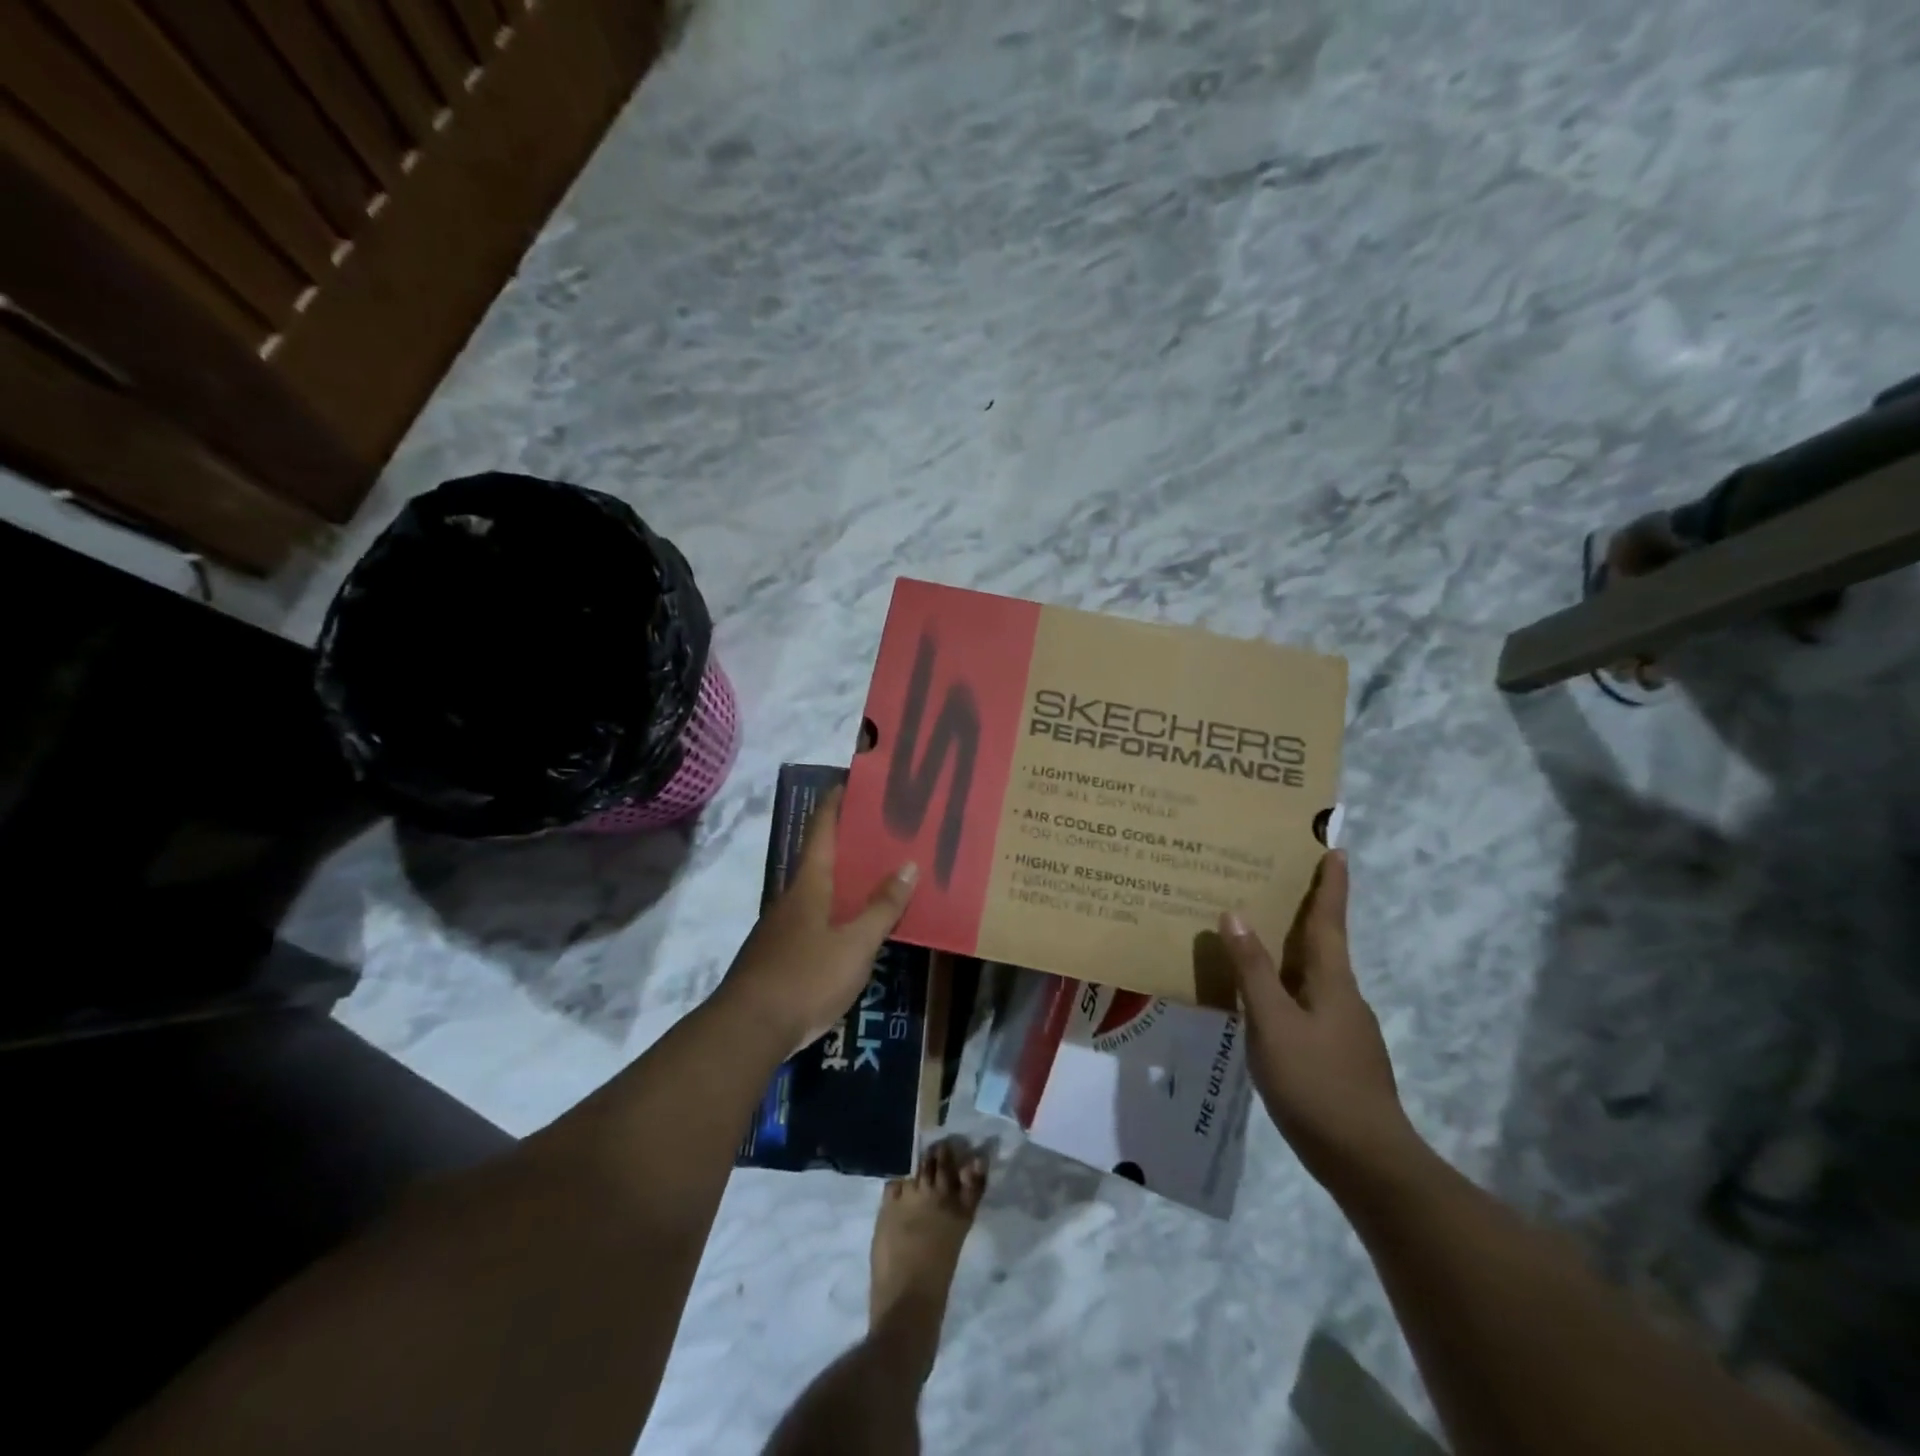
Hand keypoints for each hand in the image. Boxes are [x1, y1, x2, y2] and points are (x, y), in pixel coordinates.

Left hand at [720, 787, 917, 1052]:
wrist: (748, 1030)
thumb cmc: (806, 977)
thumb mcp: (855, 944)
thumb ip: (882, 907)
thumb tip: (908, 864)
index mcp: (809, 884)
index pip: (821, 830)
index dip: (835, 803)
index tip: (851, 781)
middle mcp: (792, 897)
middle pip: (821, 858)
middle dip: (849, 842)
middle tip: (884, 831)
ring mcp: (782, 927)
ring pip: (819, 891)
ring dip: (845, 880)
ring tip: (878, 876)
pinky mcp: (780, 954)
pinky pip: (815, 919)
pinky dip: (837, 911)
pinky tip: (855, 926)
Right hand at [1220, 851, 1420, 1190]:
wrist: (1367, 1163)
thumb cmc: (1317, 1083)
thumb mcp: (1272, 1023)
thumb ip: (1252, 970)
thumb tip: (1234, 913)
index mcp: (1332, 982)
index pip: (1329, 921)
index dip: (1330, 886)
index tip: (1336, 850)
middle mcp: (1344, 997)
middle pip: (1323, 944)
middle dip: (1307, 911)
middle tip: (1278, 883)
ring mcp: (1345, 1029)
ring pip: (1314, 976)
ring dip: (1293, 950)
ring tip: (1259, 938)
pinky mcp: (1338, 1056)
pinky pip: (1308, 1004)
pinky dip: (1287, 986)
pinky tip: (1264, 1002)